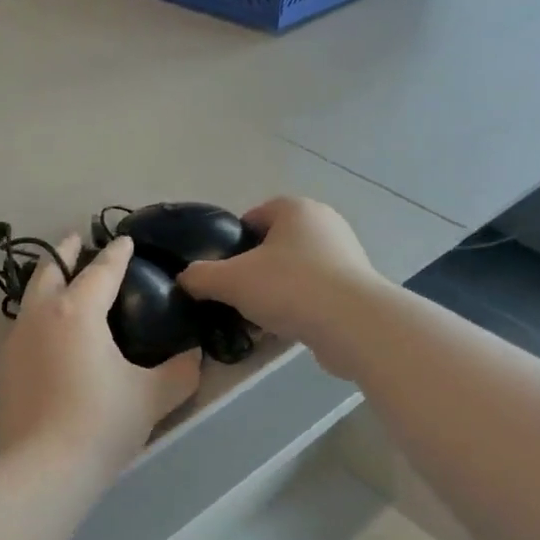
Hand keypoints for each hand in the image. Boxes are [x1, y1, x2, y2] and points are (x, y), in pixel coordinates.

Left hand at [1, 234, 202, 476]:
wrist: (45, 468)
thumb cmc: (102, 421)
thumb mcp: (153, 396)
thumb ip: (180, 372)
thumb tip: (194, 358)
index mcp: (78, 312)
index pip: (102, 271)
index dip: (117, 254)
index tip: (125, 241)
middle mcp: (42, 317)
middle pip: (50, 272)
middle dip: (65, 252)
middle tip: (76, 240)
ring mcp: (18, 342)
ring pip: (31, 297)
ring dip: (47, 281)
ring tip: (60, 280)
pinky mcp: (7, 368)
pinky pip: (25, 324)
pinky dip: (39, 312)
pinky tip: (50, 331)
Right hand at [177, 198, 385, 372]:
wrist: (353, 324)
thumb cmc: (289, 287)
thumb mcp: (231, 280)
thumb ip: (200, 276)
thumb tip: (185, 279)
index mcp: (295, 208)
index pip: (253, 217)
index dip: (232, 244)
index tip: (220, 272)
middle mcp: (323, 224)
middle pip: (273, 246)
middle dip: (252, 272)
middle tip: (235, 298)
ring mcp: (344, 256)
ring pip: (293, 272)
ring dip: (274, 293)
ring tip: (255, 320)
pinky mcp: (354, 288)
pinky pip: (313, 294)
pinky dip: (297, 308)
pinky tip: (282, 331)